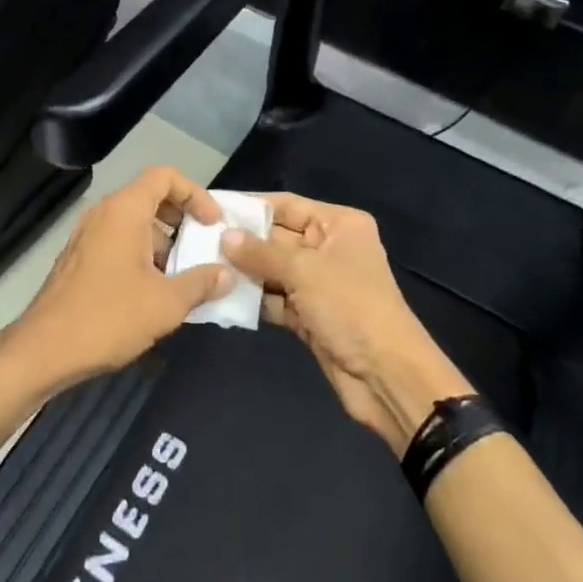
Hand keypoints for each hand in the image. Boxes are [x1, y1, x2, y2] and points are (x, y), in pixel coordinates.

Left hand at [3, 167, 231, 391]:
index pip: (164, 176)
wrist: (44, 350)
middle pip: (149, 197)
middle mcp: (103, 213)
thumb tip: (226, 274)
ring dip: (163, 242)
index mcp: (124, 210)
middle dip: (181, 219)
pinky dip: (141, 255)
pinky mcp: (78, 259)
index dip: (194, 193)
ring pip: (133, 223)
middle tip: (202, 247)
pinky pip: (117, 242)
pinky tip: (154, 292)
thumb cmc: (108, 317)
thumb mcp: (166, 303)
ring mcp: (86, 236)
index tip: (212, 224)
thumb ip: (201, 283)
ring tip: (184, 277)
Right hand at [221, 194, 473, 455]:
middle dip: (240, 241)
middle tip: (195, 239)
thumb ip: (261, 252)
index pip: (286, 205)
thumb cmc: (351, 307)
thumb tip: (223, 235)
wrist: (386, 376)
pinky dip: (252, 298)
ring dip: (241, 271)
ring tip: (200, 266)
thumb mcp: (305, 271)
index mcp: (338, 225)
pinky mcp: (309, 314)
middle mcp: (328, 248)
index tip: (210, 206)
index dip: (249, 206)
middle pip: (276, 237)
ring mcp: (318, 283)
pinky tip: (219, 296)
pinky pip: (274, 298)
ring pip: (272, 270)